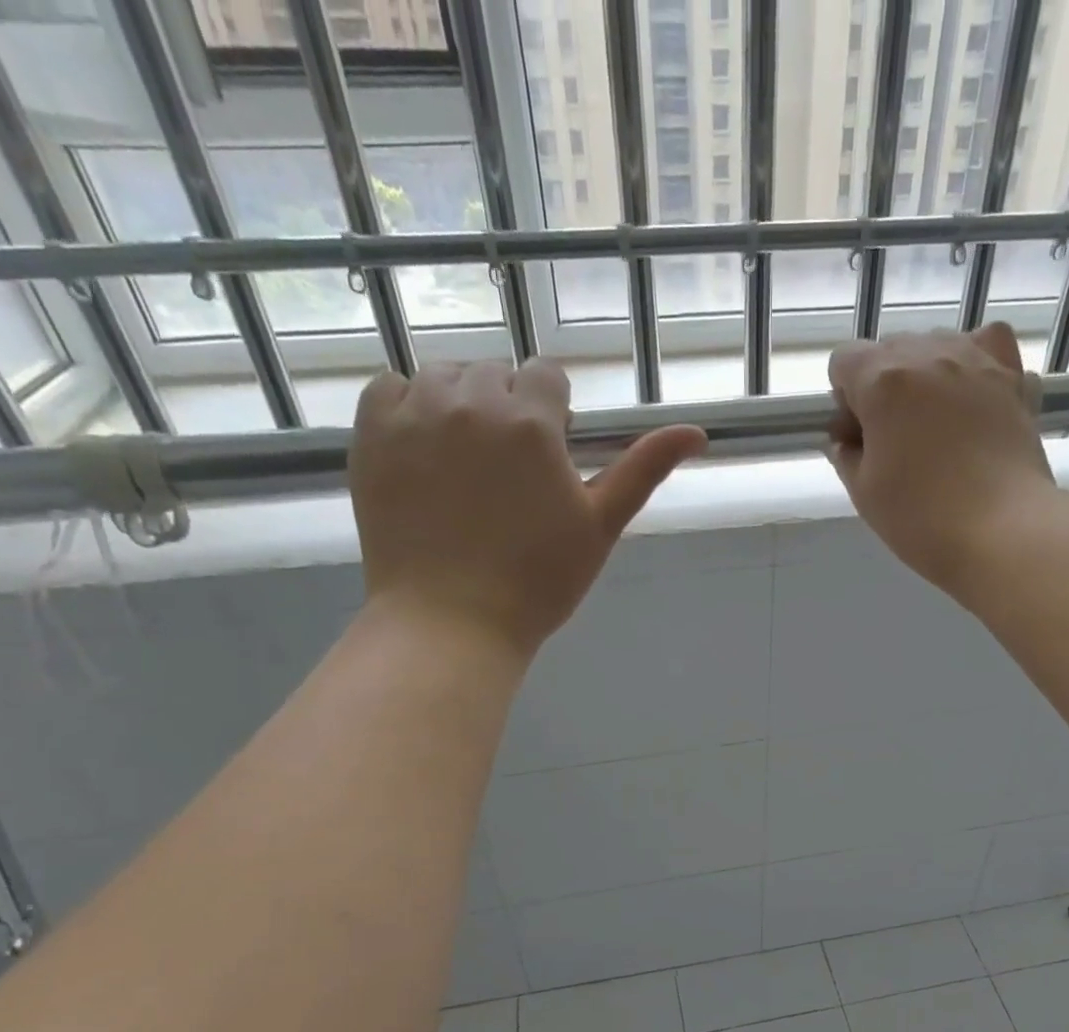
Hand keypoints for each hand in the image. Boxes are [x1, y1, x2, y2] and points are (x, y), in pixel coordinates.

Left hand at [348, 360, 707, 659]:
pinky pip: (391, 387)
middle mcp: (471, 400)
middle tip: (509, 473)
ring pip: (445, 375)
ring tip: (466, 462)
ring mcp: (414, 412)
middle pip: (497, 373)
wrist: (451, 622)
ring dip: (461, 403)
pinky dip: (409, 406)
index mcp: (531, 421)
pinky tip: (424, 450)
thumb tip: (697, 432)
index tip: (548, 459)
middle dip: (509, 409)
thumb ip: (643, 469)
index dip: (554, 415)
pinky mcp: (371, 433)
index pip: (547, 376)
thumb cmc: (537, 582)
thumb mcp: (600, 526)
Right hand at [826, 324, 1055, 599]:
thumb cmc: (922, 518)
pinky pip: (988, 346)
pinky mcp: (1014, 377)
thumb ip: (846, 454)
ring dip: (925, 374)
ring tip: (935, 423)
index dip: (843, 399)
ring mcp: (977, 361)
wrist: (1003, 532)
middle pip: (890, 349)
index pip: (844, 360)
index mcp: (883, 382)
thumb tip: (849, 437)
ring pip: (937, 343)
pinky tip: (974, 396)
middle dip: (882, 386)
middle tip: (893, 439)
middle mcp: (929, 355)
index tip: (856, 436)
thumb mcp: (863, 493)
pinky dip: (976, 363)